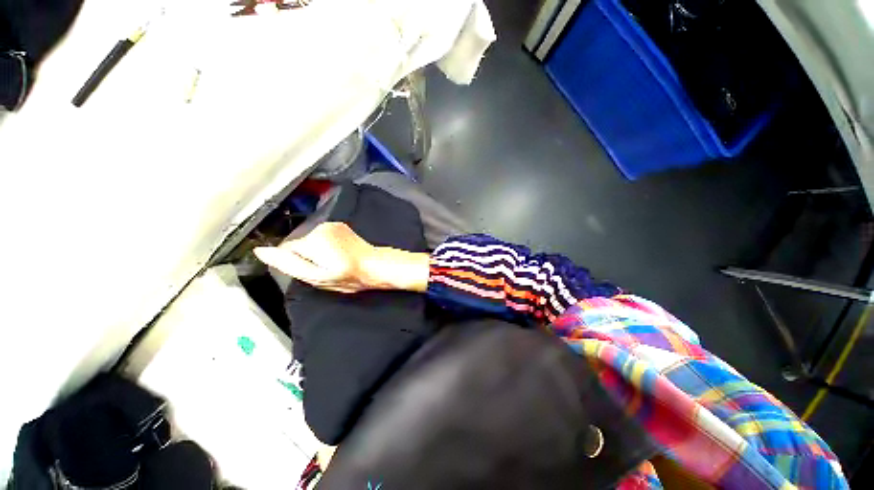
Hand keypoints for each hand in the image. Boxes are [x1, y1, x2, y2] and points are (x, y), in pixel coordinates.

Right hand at [254, 222, 429, 292]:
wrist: (375, 265)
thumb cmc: (349, 276)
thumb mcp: (317, 277)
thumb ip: (289, 264)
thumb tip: (261, 251)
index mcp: (312, 240)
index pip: (286, 251)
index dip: (297, 264)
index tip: (312, 271)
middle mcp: (320, 227)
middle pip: (299, 244)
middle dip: (307, 257)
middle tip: (325, 269)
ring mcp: (332, 224)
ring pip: (311, 240)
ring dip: (317, 251)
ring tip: (334, 262)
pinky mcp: (340, 225)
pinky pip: (323, 236)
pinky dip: (326, 245)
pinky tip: (339, 253)